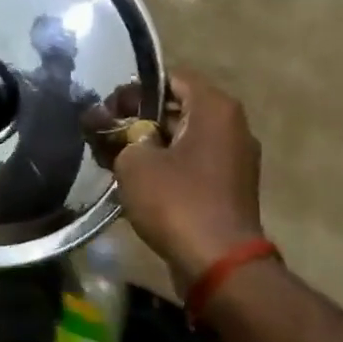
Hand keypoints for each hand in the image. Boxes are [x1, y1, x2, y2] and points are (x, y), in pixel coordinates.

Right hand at [109, 73, 266, 289]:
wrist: (218, 263)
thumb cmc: (176, 201)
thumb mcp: (135, 163)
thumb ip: (121, 137)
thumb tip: (116, 129)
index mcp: (215, 108)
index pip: (172, 79)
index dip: (136, 90)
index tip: (109, 109)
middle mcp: (233, 127)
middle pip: (179, 109)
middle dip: (140, 119)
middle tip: (106, 134)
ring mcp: (235, 159)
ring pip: (184, 139)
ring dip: (151, 146)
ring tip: (115, 159)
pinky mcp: (230, 188)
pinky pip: (193, 165)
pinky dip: (167, 167)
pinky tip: (138, 183)